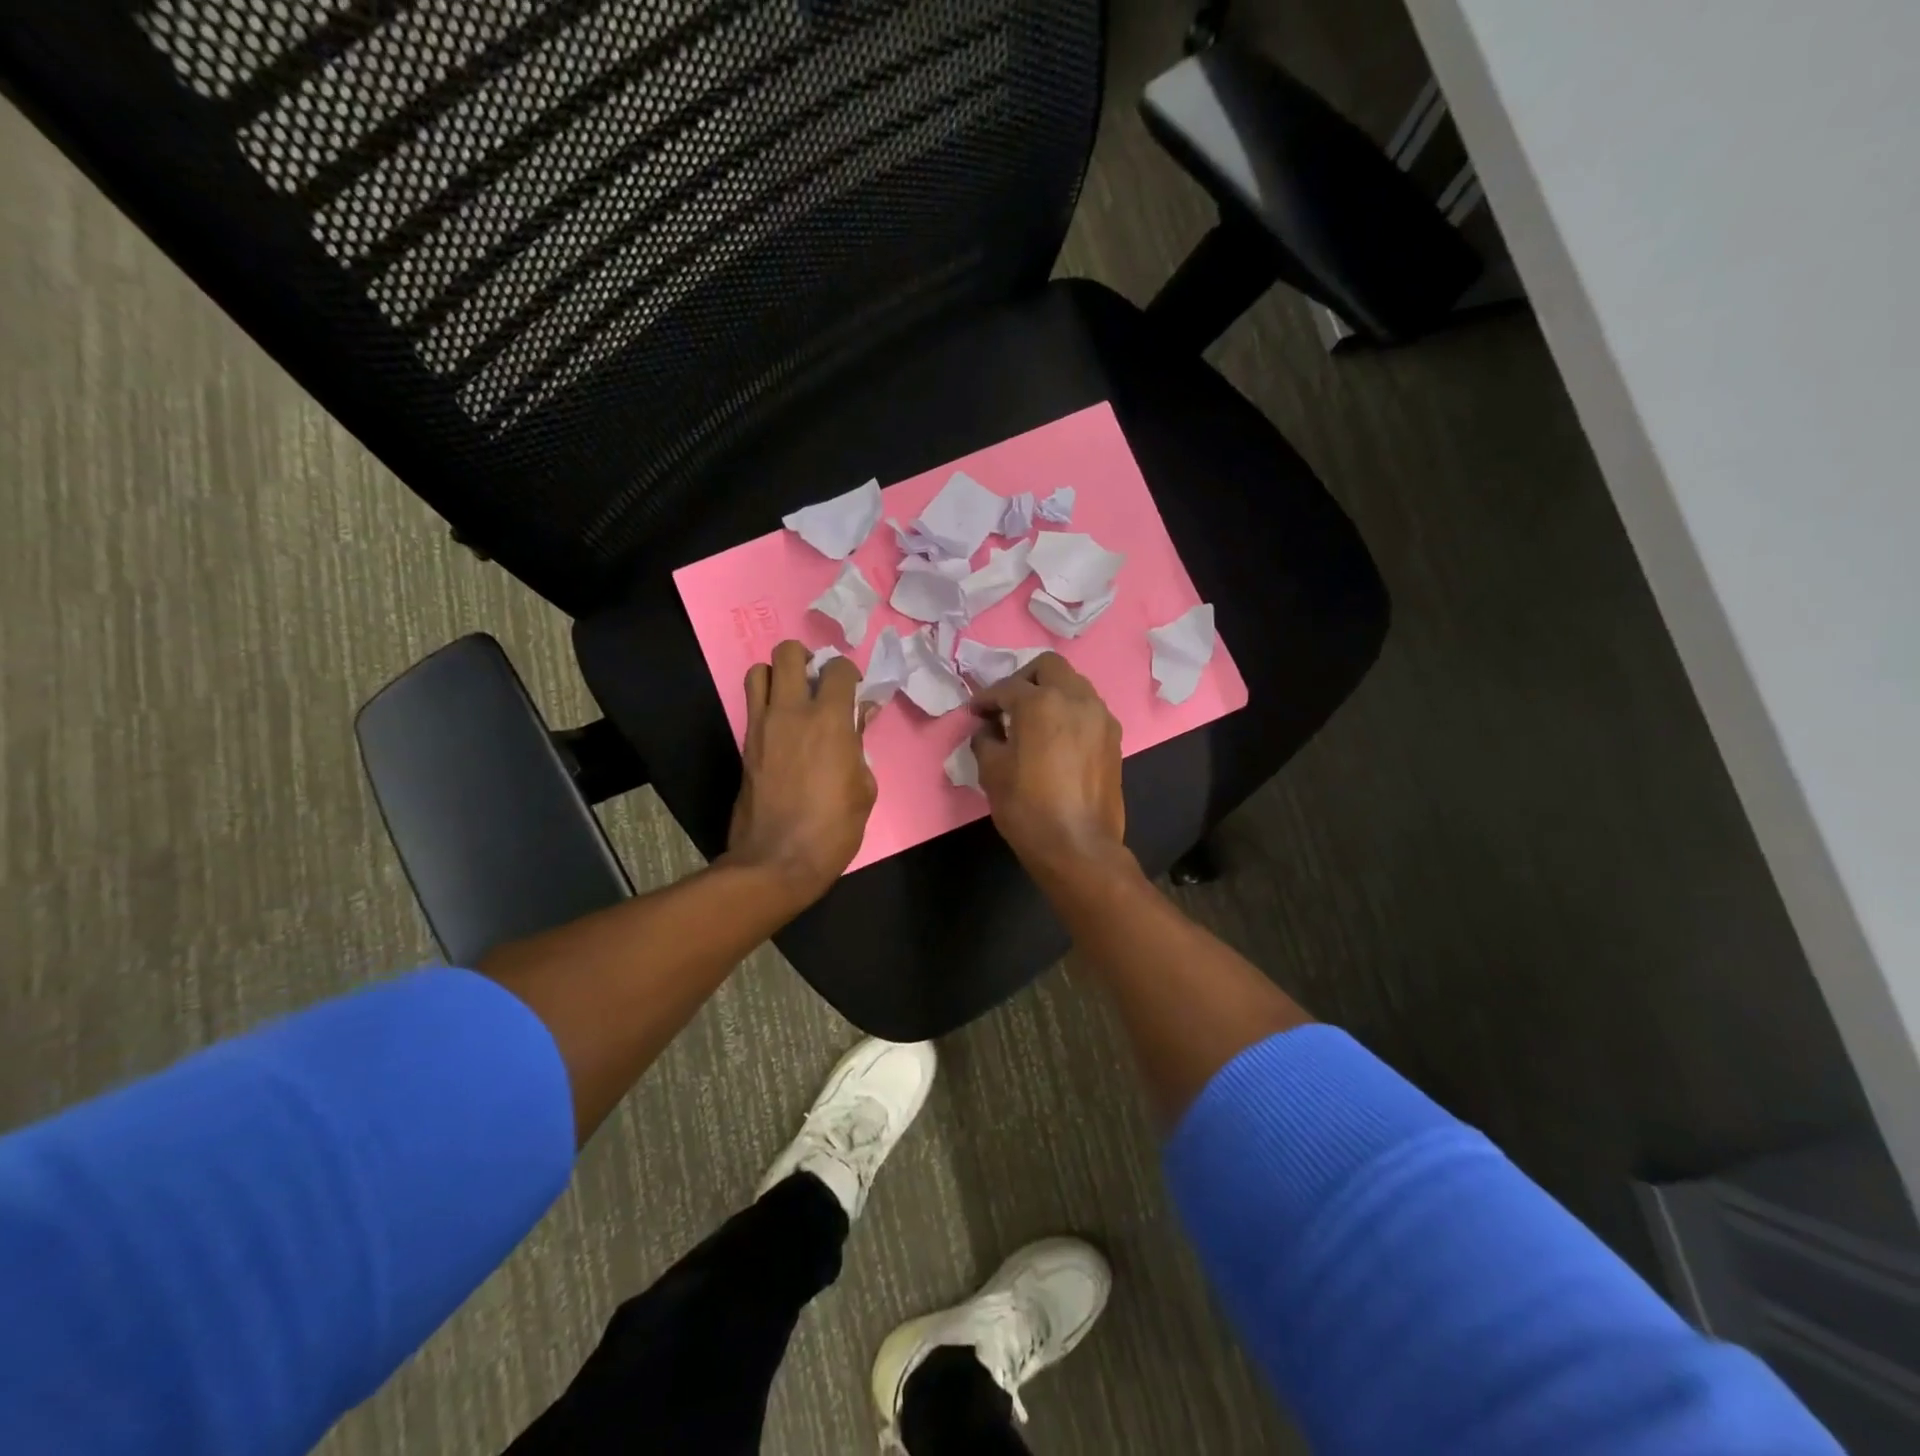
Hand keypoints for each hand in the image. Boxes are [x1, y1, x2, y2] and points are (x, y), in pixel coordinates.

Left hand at [726, 641, 876, 901]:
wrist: (777, 860)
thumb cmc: (833, 828)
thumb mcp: (864, 788)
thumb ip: (860, 744)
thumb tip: (858, 718)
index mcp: (830, 721)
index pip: (837, 670)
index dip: (848, 674)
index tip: (853, 690)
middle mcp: (791, 712)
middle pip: (788, 653)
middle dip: (806, 658)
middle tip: (817, 681)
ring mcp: (762, 726)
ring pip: (759, 671)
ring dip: (778, 675)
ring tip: (793, 696)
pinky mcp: (745, 744)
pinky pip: (752, 704)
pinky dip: (766, 702)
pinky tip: (783, 725)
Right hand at [969, 653, 1126, 880]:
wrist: (1078, 846)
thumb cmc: (1027, 807)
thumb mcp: (992, 771)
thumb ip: (985, 739)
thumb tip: (988, 729)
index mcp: (1042, 702)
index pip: (1007, 687)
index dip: (985, 698)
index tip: (974, 712)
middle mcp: (1077, 699)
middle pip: (1049, 668)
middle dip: (1024, 679)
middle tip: (1007, 704)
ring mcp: (1101, 718)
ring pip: (1074, 685)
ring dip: (1051, 693)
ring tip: (1032, 720)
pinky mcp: (1114, 739)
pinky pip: (1088, 710)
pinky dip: (1069, 713)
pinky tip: (1055, 738)